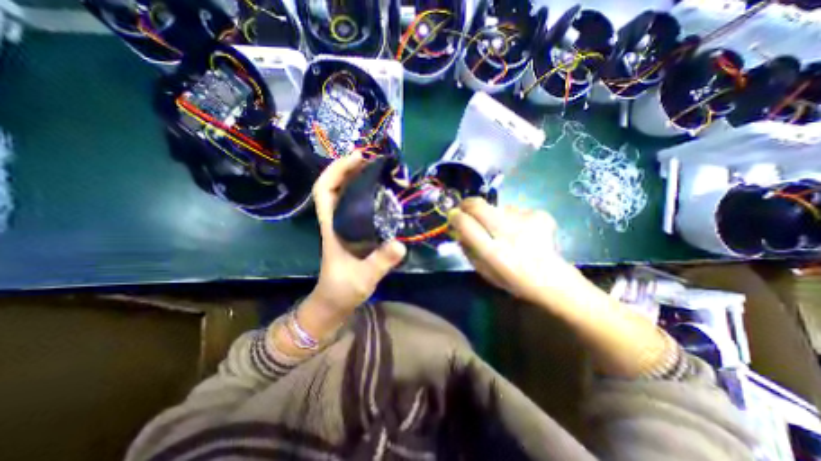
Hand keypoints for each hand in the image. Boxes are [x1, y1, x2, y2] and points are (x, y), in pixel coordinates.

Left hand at [312, 153, 406, 314]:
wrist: (335, 301)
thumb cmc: (342, 289)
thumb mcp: (363, 277)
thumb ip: (380, 262)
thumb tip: (401, 244)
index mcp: (332, 226)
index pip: (324, 190)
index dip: (336, 170)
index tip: (355, 158)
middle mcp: (336, 221)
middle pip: (335, 186)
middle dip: (350, 168)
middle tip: (373, 159)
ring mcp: (345, 226)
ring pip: (346, 194)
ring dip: (358, 179)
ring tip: (380, 170)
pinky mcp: (354, 232)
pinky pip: (357, 206)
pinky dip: (367, 194)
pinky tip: (383, 193)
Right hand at [451, 197, 676, 378]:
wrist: (551, 281)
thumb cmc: (511, 279)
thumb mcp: (482, 270)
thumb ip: (467, 248)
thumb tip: (457, 227)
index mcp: (493, 254)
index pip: (466, 225)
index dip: (455, 216)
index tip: (452, 215)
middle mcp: (509, 235)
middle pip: (480, 206)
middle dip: (467, 204)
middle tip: (465, 208)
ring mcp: (527, 223)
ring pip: (497, 207)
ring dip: (493, 215)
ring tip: (503, 230)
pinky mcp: (539, 215)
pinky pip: (516, 210)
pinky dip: (513, 218)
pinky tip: (522, 232)